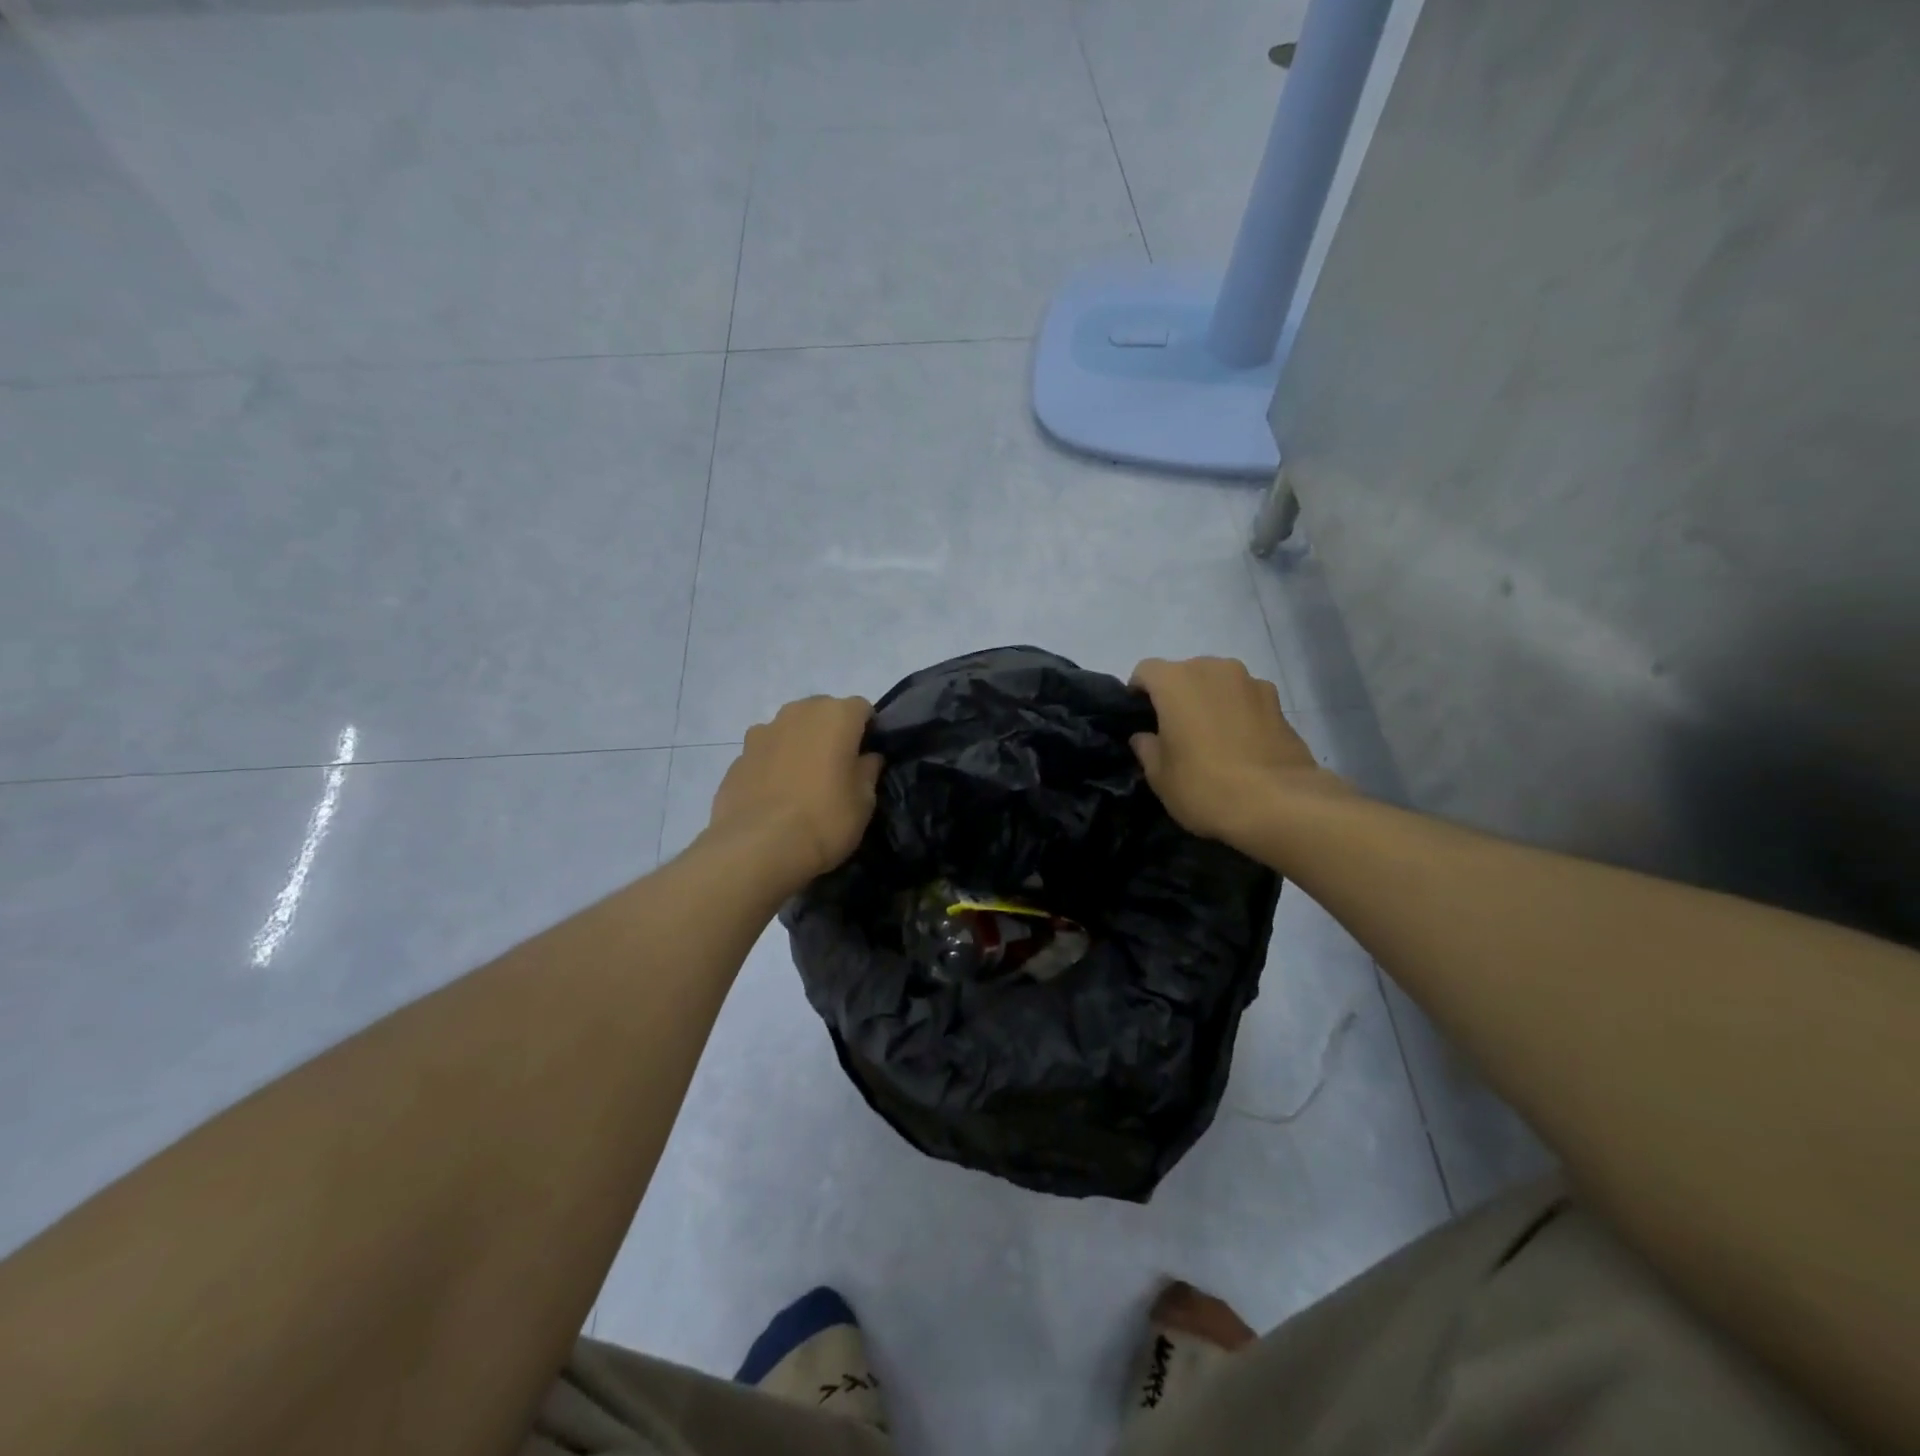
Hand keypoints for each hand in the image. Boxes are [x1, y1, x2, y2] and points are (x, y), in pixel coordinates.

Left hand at [705, 695, 882, 893]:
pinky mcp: (738, 756)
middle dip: (832, 732)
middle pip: (823, 712)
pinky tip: (775, 796)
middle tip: (837, 768)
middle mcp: (798, 712)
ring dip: (800, 745)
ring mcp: (762, 731)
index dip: (868, 731)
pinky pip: (766, 752)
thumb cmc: (824, 820)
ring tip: (803, 782)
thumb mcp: (864, 802)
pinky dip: (773, 764)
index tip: (868, 758)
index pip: (862, 708)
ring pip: (791, 729)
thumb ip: (868, 771)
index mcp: (836, 716)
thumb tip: (866, 758)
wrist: (757, 848)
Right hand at [1129, 657, 1337, 848]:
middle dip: (1176, 696)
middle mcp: (1213, 669)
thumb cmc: (1205, 786)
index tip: (1140, 719)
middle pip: (1185, 673)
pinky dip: (1238, 712)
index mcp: (1176, 681)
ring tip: (1212, 738)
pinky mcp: (1278, 702)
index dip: (1138, 693)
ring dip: (1210, 701)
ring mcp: (1250, 682)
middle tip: (1175, 731)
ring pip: (1218, 683)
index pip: (1145, 671)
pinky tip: (1240, 744)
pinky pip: (1245, 699)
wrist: (1279, 804)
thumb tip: (1146, 737)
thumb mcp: (1159, 776)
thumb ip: (1147, 748)